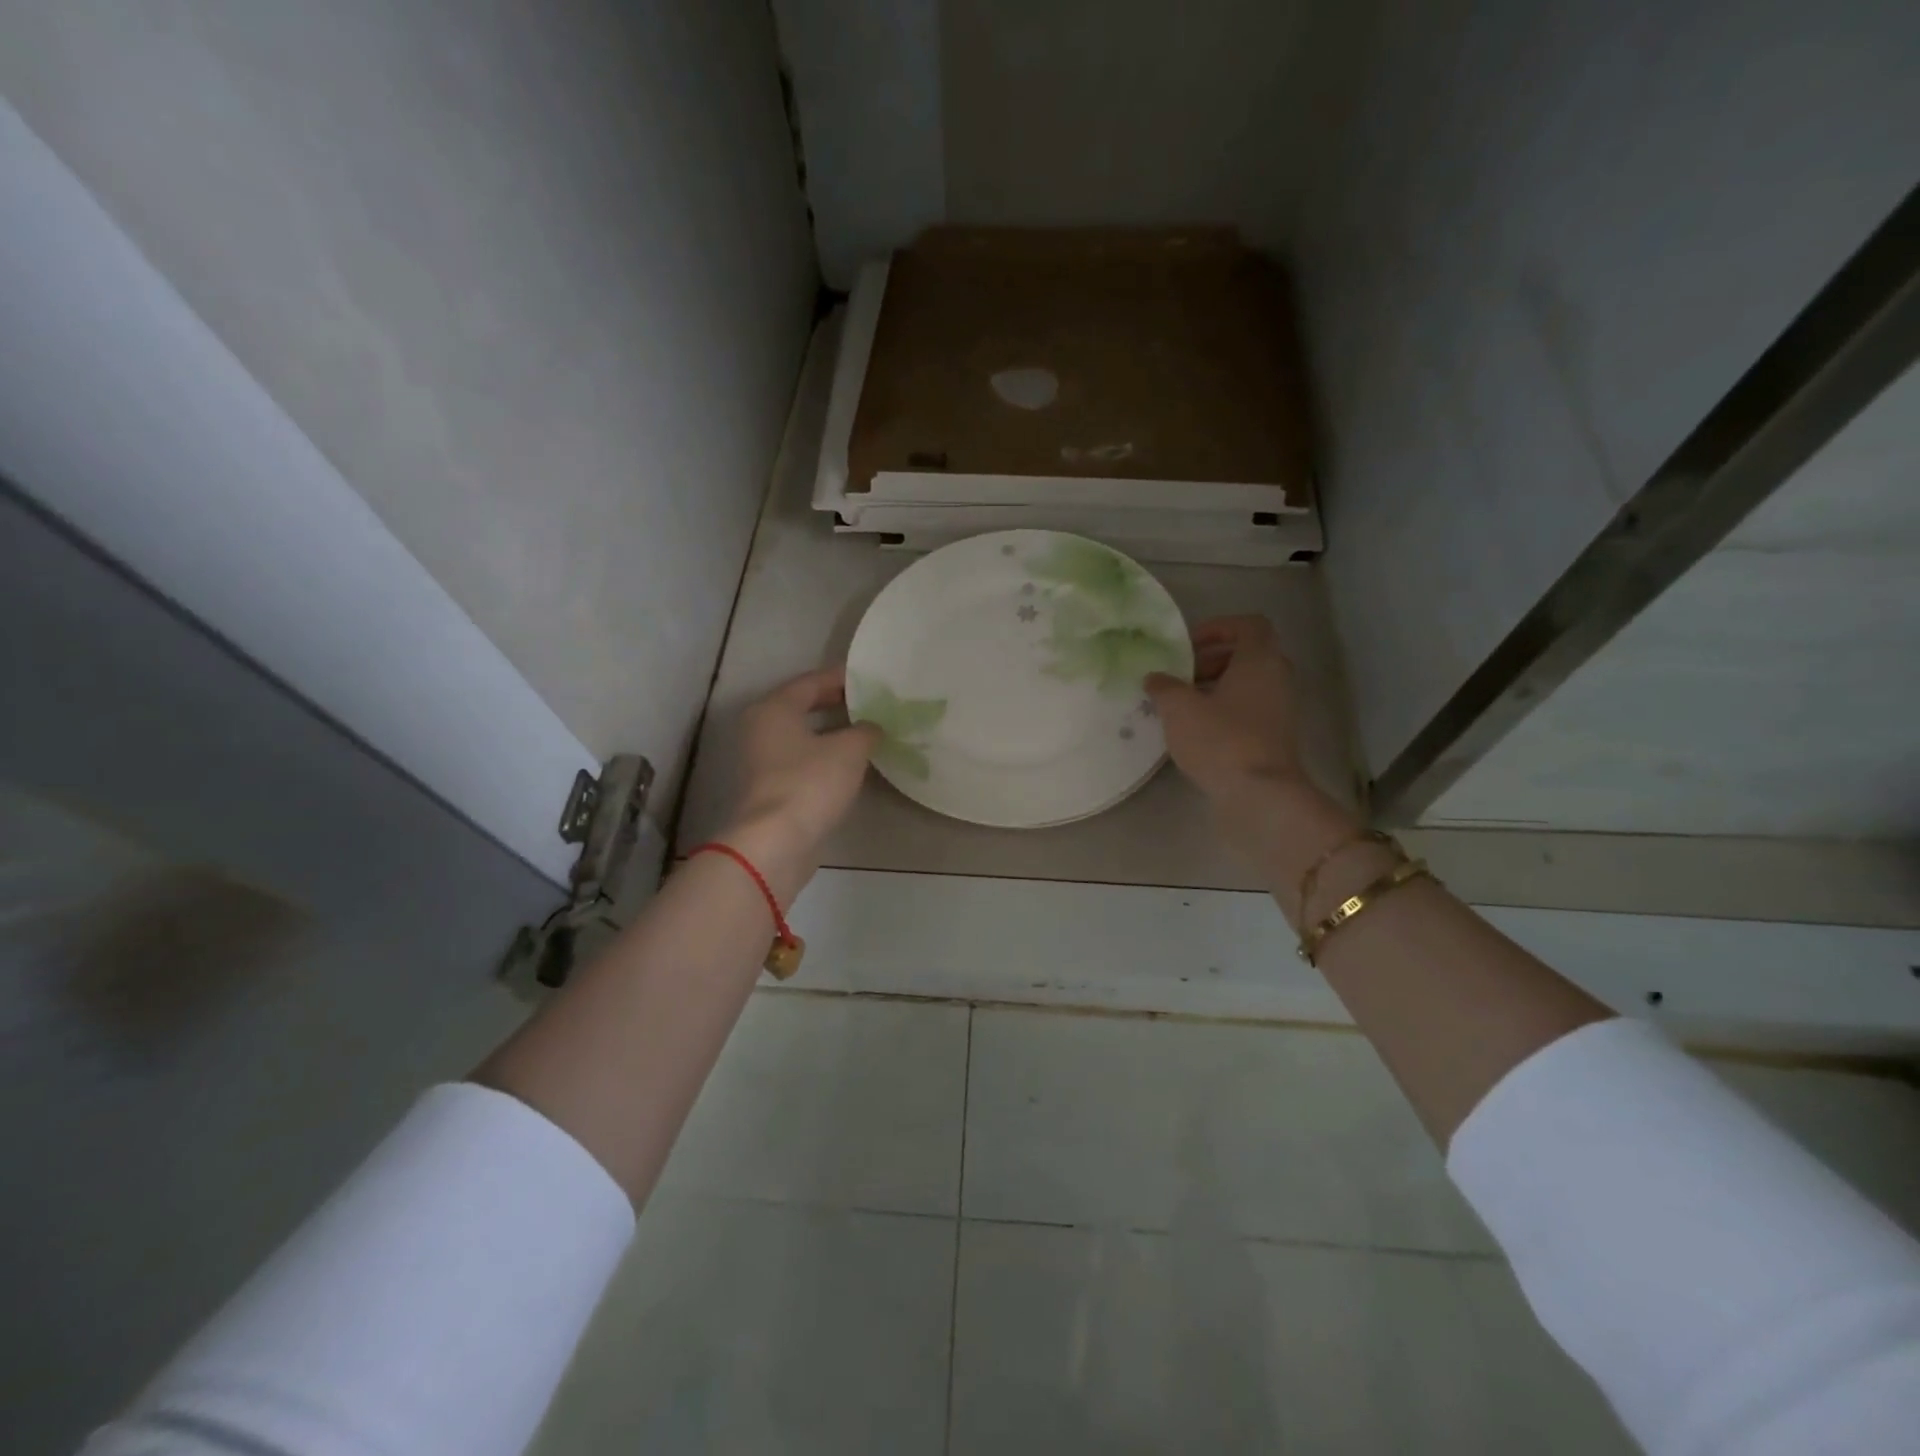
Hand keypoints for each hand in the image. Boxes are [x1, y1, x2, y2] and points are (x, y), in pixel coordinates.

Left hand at [720, 666, 880, 903]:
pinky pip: (801, 760)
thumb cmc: (810, 783)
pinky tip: (850, 763)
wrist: (776, 842)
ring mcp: (761, 760)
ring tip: (866, 731)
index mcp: (774, 708)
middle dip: (836, 703)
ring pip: (802, 735)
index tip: (870, 678)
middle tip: (870, 703)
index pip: (810, 681)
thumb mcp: (849, 750)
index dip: (841, 678)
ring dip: (831, 732)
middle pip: (802, 706)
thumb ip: (866, 730)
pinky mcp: (770, 788)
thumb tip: (871, 727)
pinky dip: (824, 756)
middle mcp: (761, 728)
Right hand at [1145, 616, 1304, 799]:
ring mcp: (1280, 709)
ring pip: (1247, 684)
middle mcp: (1276, 678)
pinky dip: (1224, 710)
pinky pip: (1249, 709)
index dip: (1218, 627)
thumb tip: (1154, 678)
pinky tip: (1196, 730)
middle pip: (1247, 654)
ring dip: (1215, 687)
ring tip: (1182, 705)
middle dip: (1211, 660)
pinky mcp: (1274, 736)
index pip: (1249, 625)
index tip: (1189, 645)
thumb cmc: (1221, 739)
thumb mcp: (1179, 709)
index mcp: (1259, 660)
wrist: (1260, 794)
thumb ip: (1164, 687)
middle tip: (1181, 676)